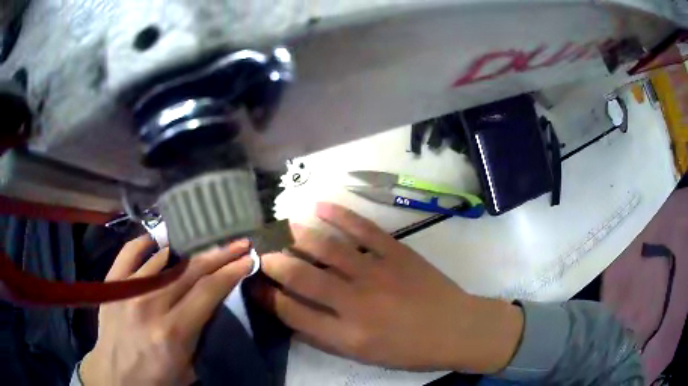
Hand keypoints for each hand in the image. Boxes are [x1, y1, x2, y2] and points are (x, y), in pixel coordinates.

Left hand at [80, 235, 252, 385]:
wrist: (115, 375)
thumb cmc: (156, 378)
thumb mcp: (190, 368)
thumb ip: (201, 335)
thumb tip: (210, 302)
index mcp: (174, 332)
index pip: (209, 291)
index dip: (231, 271)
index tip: (247, 259)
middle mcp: (151, 305)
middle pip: (191, 270)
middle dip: (219, 254)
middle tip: (238, 242)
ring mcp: (128, 290)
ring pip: (164, 258)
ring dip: (190, 249)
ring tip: (206, 242)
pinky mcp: (113, 283)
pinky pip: (130, 253)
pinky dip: (147, 242)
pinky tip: (161, 239)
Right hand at [255, 203, 523, 372]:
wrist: (456, 329)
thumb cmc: (409, 350)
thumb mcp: (363, 356)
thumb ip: (325, 337)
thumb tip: (292, 315)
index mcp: (346, 336)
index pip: (292, 312)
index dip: (267, 297)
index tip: (256, 284)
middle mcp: (355, 304)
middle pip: (300, 277)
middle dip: (273, 263)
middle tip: (261, 253)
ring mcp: (377, 274)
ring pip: (327, 248)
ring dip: (299, 234)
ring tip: (283, 225)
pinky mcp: (397, 253)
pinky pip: (362, 229)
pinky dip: (339, 215)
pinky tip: (320, 206)